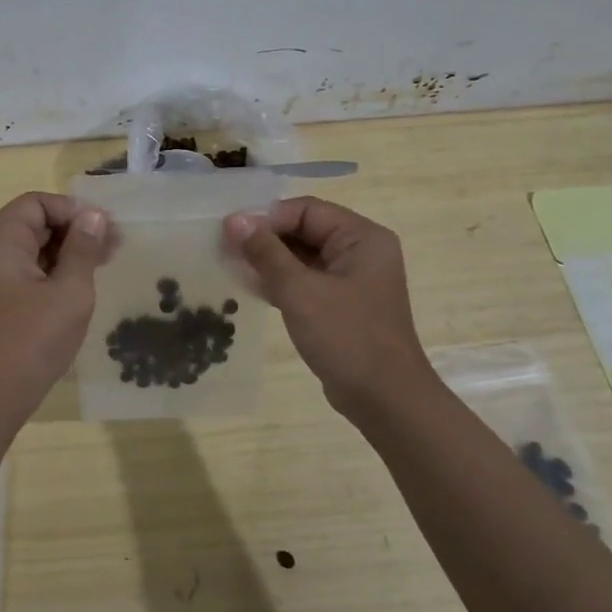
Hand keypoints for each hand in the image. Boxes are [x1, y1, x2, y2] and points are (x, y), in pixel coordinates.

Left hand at [0, 192, 108, 415]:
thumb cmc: (32, 340)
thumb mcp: (69, 292)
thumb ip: (83, 249)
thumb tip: (94, 216)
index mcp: (1, 241)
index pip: (37, 203)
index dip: (72, 210)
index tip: (104, 230)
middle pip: (35, 222)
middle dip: (74, 229)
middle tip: (114, 246)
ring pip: (35, 247)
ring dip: (69, 250)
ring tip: (105, 262)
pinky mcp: (0, 300)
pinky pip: (30, 270)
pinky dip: (56, 270)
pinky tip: (83, 283)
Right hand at [224, 197, 434, 415]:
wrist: (385, 400)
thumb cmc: (347, 337)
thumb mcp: (300, 291)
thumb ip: (266, 252)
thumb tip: (234, 219)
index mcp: (362, 237)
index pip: (306, 210)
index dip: (267, 217)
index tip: (230, 231)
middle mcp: (361, 251)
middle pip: (305, 229)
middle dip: (266, 238)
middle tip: (225, 248)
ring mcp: (353, 279)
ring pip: (303, 256)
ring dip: (270, 260)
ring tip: (231, 265)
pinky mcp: (343, 304)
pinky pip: (307, 280)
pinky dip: (282, 281)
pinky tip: (251, 287)